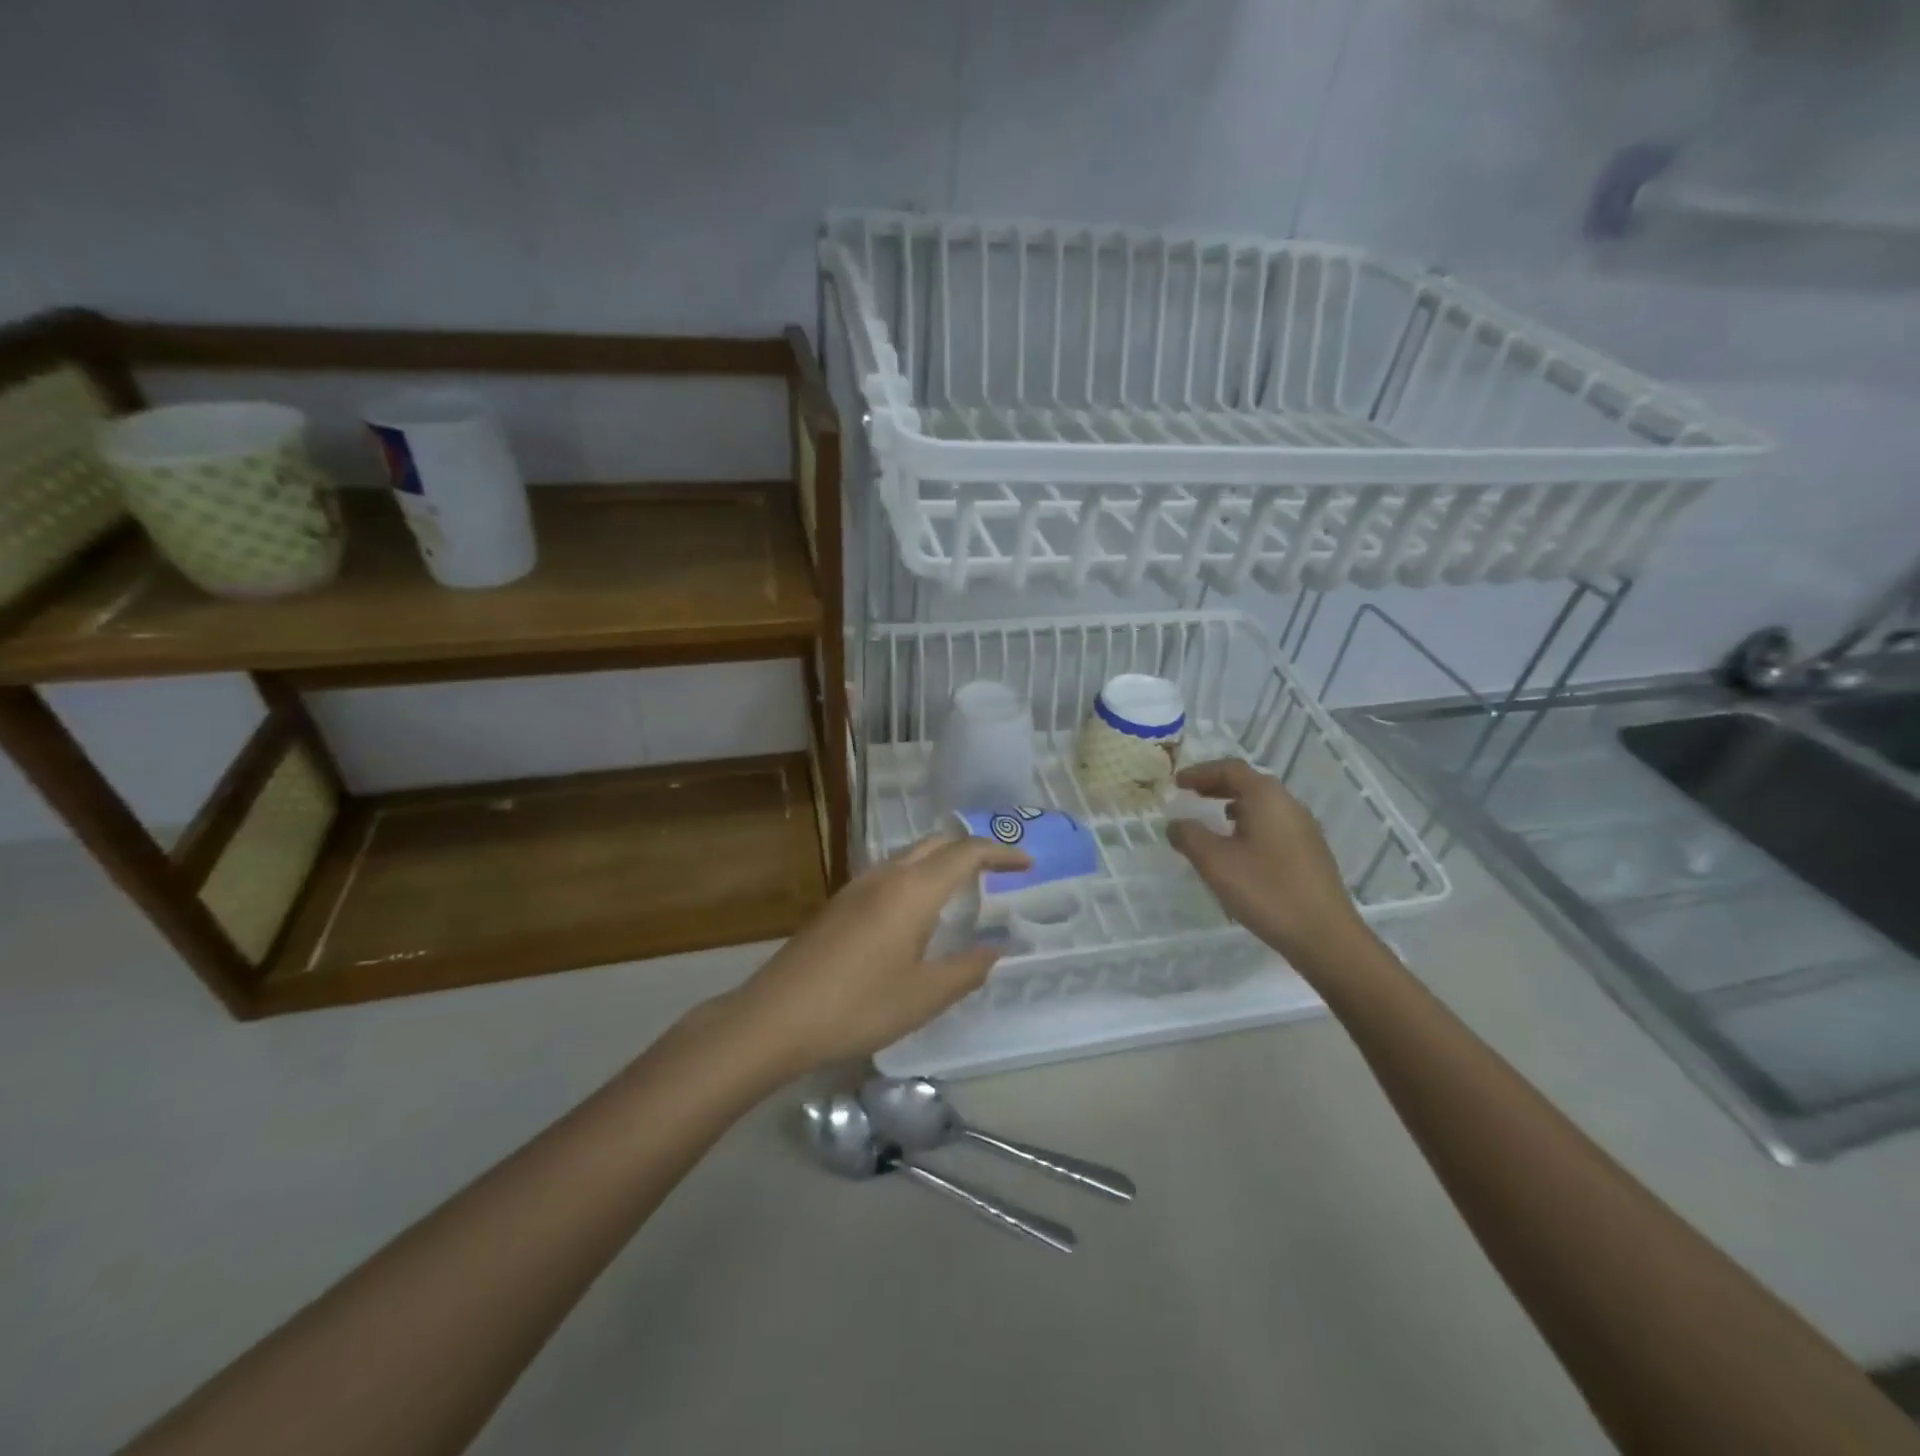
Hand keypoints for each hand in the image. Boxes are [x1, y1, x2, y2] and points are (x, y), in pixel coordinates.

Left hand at [720, 833, 1030, 1077]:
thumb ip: (967, 969)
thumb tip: (997, 949)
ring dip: (940, 864)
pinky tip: (916, 916)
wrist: (775, 1017)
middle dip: (970, 851)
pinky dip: (916, 880)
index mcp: (913, 890)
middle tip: (998, 875)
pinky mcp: (838, 905)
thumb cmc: (858, 1006)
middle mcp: (886, 876)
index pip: (966, 853)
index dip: (1000, 854)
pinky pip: (889, 875)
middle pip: (936, 844)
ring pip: (908, 857)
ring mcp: (856, 888)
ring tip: (962, 894)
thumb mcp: (924, 995)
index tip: (1027, 864)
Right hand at [1167, 758, 1369, 969]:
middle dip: (1217, 786)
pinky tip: (1239, 849)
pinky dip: (1249, 824)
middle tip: (1191, 794)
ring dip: (1234, 806)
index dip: (1200, 772)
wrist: (1324, 935)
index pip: (1230, 769)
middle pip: (1249, 783)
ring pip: (1263, 805)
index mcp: (1267, 797)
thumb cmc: (1266, 890)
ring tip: (1212, 820)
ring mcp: (1304, 829)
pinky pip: (1273, 825)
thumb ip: (1189, 836)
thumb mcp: (1215, 862)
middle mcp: (1289, 804)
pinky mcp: (1310, 853)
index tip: (1177, 782)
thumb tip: (1176, 824)